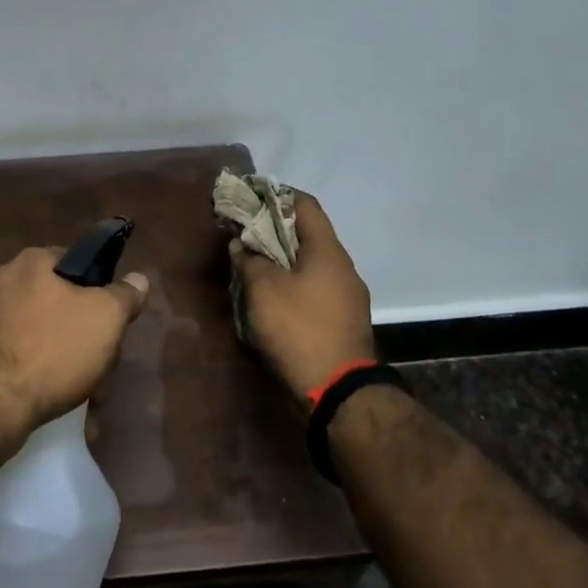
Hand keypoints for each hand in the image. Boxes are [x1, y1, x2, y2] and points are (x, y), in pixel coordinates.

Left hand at [0, 247, 149, 439]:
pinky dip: (39, 372)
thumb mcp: (106, 318)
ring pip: (42, 332)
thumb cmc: (53, 350)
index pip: (77, 263)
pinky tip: (55, 398)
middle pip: (60, 302)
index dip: (100, 292)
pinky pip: (19, 354)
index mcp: (31, 262)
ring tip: (85, 392)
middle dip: (83, 333)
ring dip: (65, 358)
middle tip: (101, 364)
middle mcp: (2, 280)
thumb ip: (125, 295)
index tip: (111, 323)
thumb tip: (138, 278)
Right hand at [230, 192, 374, 407]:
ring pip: (310, 262)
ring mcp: (347, 295)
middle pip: (307, 233)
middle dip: (274, 229)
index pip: (304, 204)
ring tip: (252, 263)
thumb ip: (249, 260)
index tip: (248, 198)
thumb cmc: (299, 329)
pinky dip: (292, 282)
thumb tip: (240, 243)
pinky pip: (315, 287)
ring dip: (282, 258)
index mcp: (328, 250)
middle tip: (243, 232)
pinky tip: (270, 294)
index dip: (275, 195)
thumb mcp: (263, 290)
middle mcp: (342, 266)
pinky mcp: (343, 319)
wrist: (338, 392)